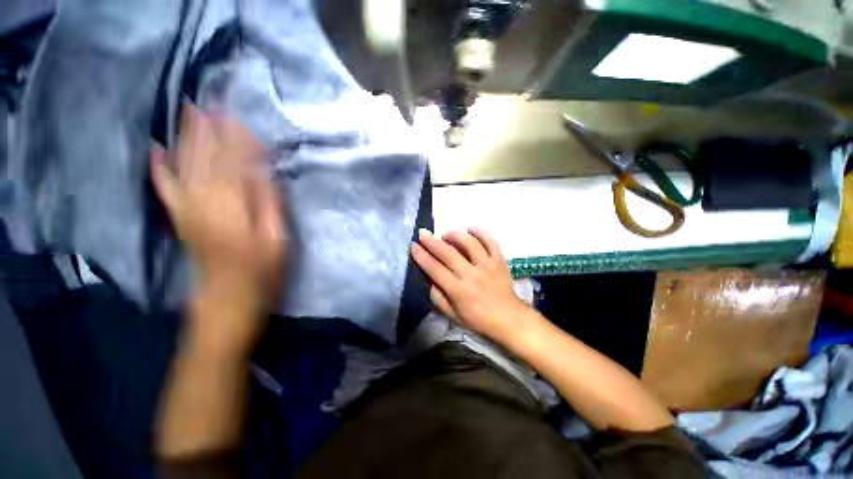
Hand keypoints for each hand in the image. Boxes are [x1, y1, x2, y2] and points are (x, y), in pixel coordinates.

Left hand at [150, 105, 287, 318]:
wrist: (228, 299)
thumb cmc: (262, 272)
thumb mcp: (278, 241)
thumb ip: (270, 205)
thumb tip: (264, 173)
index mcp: (233, 208)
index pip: (235, 164)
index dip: (236, 140)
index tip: (239, 116)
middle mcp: (205, 202)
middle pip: (207, 159)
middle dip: (209, 129)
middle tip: (211, 100)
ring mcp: (189, 209)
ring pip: (185, 166)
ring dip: (187, 138)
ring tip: (190, 112)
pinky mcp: (181, 218)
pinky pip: (165, 188)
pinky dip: (160, 168)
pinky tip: (156, 150)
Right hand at [411, 228, 535, 343]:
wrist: (509, 319)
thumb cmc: (478, 319)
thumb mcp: (452, 315)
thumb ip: (438, 297)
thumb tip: (429, 278)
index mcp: (458, 290)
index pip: (435, 269)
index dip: (422, 256)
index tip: (413, 246)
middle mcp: (472, 275)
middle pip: (448, 253)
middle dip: (432, 241)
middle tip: (422, 233)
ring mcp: (487, 265)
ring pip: (469, 243)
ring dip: (455, 235)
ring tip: (445, 234)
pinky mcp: (499, 261)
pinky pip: (490, 241)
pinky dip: (480, 232)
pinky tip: (470, 228)